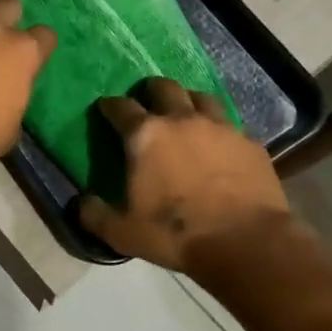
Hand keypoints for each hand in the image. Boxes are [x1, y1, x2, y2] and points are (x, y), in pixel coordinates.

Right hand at [79, 78, 294, 272]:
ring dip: (188, 101)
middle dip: (151, 90)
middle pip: (164, 88)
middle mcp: (182, 120)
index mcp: (145, 136)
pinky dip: (219, 130)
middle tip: (147, 101)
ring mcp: (220, 127)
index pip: (121, 107)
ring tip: (185, 114)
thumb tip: (81, 203)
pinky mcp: (250, 142)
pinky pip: (231, 125)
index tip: (106, 109)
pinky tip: (219, 145)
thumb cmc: (175, 234)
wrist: (244, 243)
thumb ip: (95, 215)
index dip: (110, 106)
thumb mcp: (122, 233)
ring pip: (201, 97)